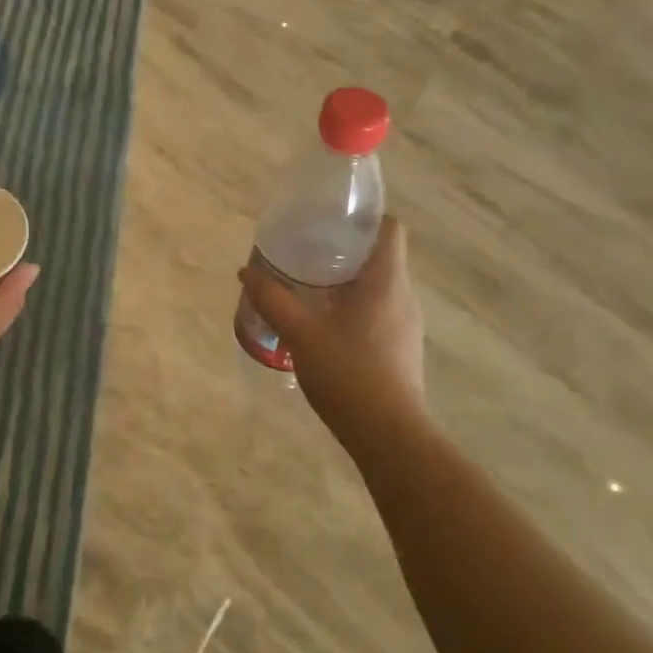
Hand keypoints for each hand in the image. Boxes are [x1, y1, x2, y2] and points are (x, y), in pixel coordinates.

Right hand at [240, 216, 425, 436]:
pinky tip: (326, 326)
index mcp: (386, 281)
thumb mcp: (300, 333)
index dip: (366, 218)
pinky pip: (379, 312)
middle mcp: (403, 296)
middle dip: (346, 250)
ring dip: (349, 281)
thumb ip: (272, 299)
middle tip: (308, 252)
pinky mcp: (402, 349)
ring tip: (310, 287)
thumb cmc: (348, 373)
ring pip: (379, 286)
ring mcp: (406, 325)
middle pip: (381, 256)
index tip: (332, 220)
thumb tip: (246, 272)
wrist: (389, 435)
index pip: (391, 228)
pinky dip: (355, 308)